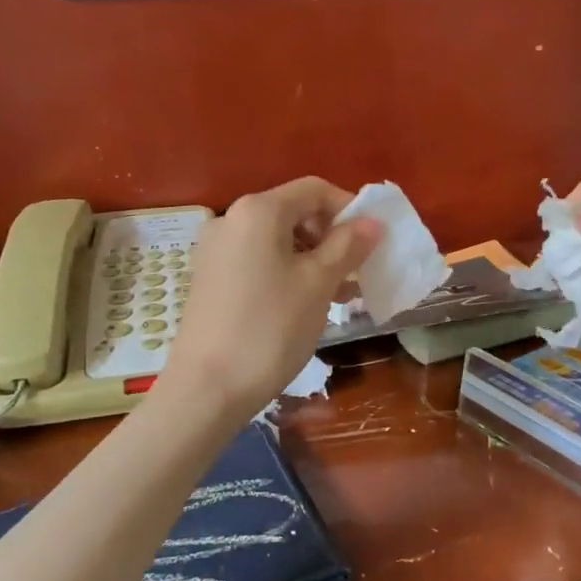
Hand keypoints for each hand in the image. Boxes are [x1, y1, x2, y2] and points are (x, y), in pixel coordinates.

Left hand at [161, 178, 381, 420]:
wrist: (207, 389)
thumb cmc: (270, 329)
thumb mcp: (318, 284)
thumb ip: (348, 247)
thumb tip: (372, 223)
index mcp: (257, 211)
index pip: (314, 190)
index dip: (349, 209)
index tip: (373, 242)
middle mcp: (230, 220)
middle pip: (294, 213)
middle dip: (331, 237)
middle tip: (357, 272)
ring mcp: (215, 251)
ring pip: (277, 241)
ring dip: (313, 259)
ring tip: (339, 295)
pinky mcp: (209, 279)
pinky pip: (257, 261)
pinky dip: (287, 272)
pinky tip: (306, 304)